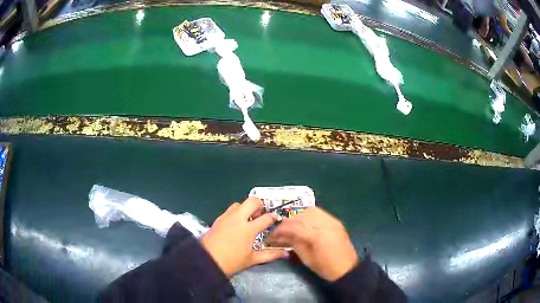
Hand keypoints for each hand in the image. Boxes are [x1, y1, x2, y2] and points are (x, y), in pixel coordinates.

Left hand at [201, 197, 287, 276]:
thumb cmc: (232, 261)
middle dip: (260, 205)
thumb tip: (286, 254)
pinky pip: (230, 210)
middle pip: (252, 201)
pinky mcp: (218, 219)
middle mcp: (238, 218)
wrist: (207, 260)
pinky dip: (236, 212)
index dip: (273, 217)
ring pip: (239, 204)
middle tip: (261, 215)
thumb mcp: (252, 259)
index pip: (266, 217)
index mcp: (249, 229)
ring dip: (246, 208)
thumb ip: (270, 255)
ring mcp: (227, 217)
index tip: (276, 219)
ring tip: (248, 219)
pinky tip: (236, 224)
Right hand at [267, 207, 357, 280]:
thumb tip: (282, 236)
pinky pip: (320, 213)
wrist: (347, 268)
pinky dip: (309, 215)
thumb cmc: (325, 267)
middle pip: (302, 216)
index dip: (281, 229)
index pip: (295, 226)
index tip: (273, 234)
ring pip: (311, 211)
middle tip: (280, 229)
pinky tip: (303, 222)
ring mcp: (332, 221)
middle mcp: (325, 224)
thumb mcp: (307, 258)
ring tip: (291, 224)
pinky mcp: (336, 222)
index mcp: (317, 236)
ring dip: (298, 216)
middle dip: (289, 221)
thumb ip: (294, 243)